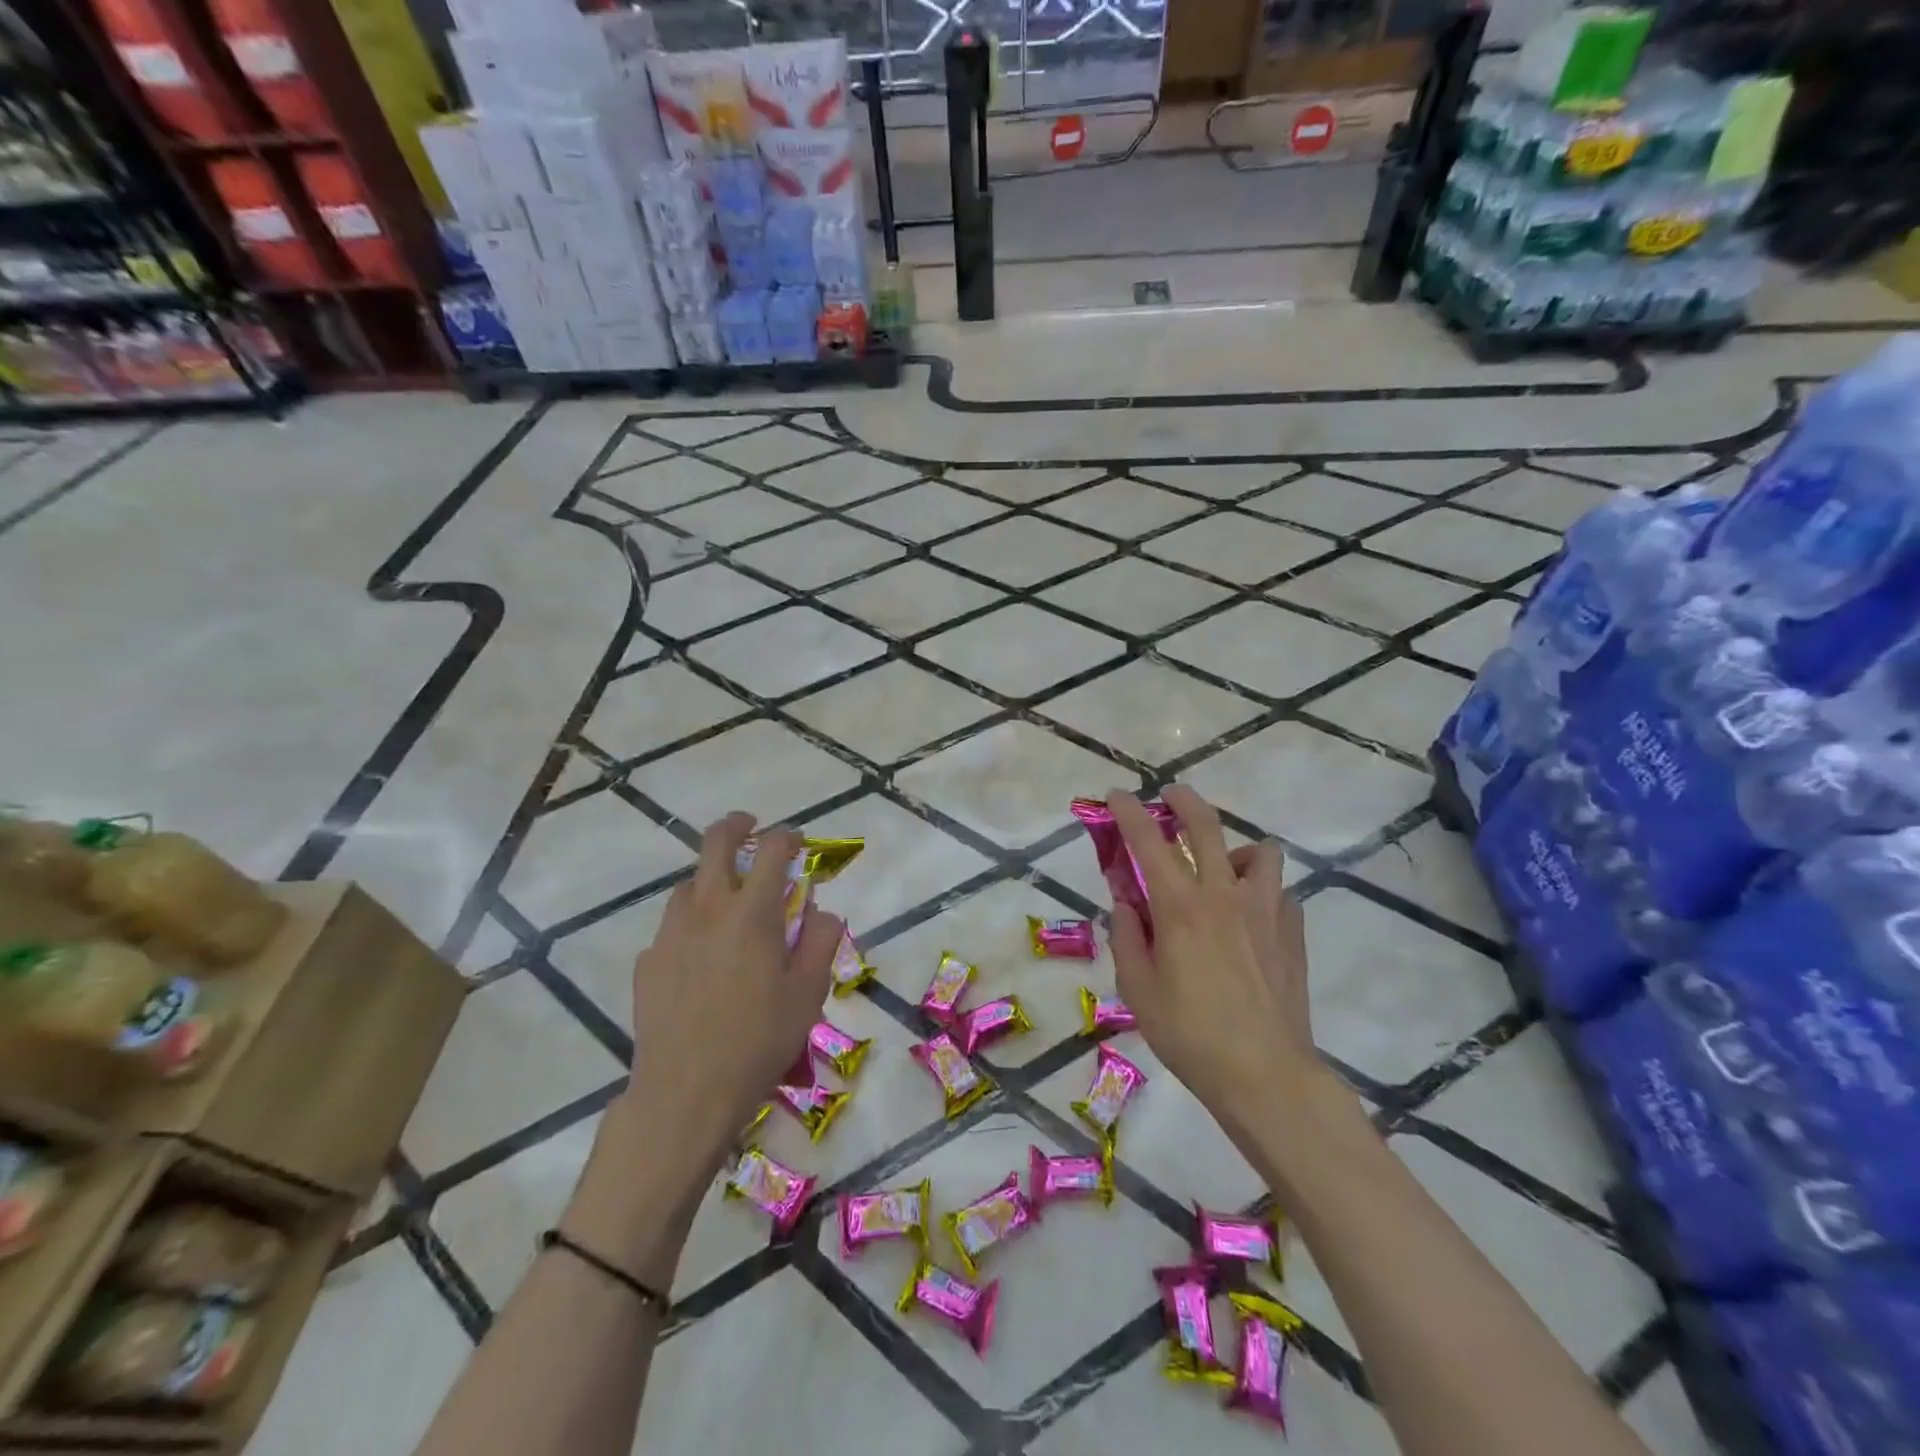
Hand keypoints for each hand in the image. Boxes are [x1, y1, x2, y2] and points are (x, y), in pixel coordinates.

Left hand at [626, 813, 840, 1166]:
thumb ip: (821, 942)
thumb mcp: (808, 993)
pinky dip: (689, 926)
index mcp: (751, 913)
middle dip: (736, 826)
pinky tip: (699, 958)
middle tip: (749, 828)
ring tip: (726, 904)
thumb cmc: (759, 1040)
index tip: (797, 842)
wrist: (686, 1093)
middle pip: (715, 844)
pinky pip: (671, 928)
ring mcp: (670, 934)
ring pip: (688, 885)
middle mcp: (707, 910)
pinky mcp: (647, 962)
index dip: (787, 836)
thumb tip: (822, 912)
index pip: (771, 850)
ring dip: (710, 880)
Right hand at [1106, 785, 1316, 1138]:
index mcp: (1179, 906)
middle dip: (1185, 801)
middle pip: (1207, 826)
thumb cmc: (1190, 1034)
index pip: (1148, 841)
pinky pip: (1279, 892)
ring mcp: (1265, 910)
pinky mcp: (1292, 932)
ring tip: (1222, 870)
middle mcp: (1223, 894)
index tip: (1117, 795)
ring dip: (1235, 850)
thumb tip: (1127, 905)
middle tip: (1172, 797)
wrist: (1265, 1073)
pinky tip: (1250, 918)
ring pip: (1259, 852)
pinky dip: (1261, 892)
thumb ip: (1127, 937)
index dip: (1128, 811)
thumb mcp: (1137, 988)